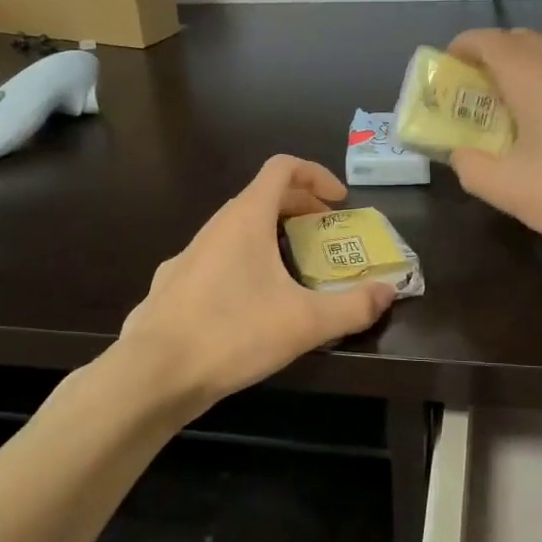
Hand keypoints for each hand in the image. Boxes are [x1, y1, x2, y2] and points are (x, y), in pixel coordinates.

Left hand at [117, 155, 396, 418]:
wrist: (154, 373)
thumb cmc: (233, 334)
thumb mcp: (305, 323)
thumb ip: (353, 307)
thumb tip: (388, 293)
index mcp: (246, 219)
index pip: (282, 168)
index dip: (316, 174)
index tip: (339, 201)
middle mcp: (215, 227)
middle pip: (262, 196)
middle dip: (299, 207)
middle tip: (325, 233)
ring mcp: (188, 254)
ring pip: (237, 228)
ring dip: (270, 234)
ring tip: (293, 268)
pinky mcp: (173, 283)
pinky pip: (217, 256)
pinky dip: (243, 261)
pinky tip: (249, 302)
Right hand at [446, 29, 541, 276]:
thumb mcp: (509, 191)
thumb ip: (470, 166)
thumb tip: (461, 153)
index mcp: (534, 76)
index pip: (488, 41)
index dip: (462, 48)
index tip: (450, 70)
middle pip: (524, 40)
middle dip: (496, 58)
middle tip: (484, 94)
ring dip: (535, 66)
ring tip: (529, 103)